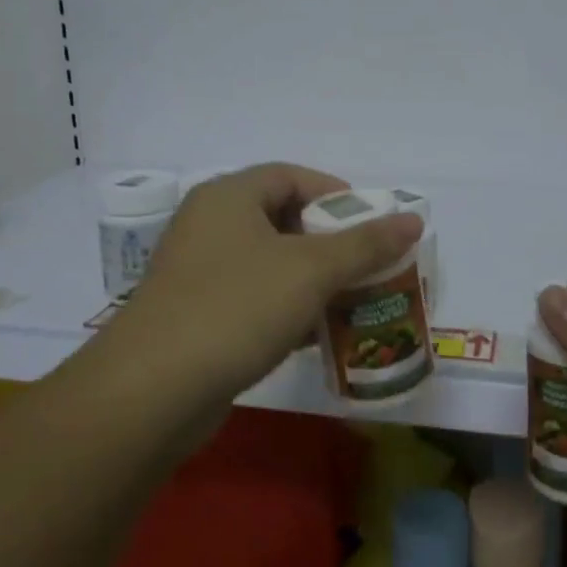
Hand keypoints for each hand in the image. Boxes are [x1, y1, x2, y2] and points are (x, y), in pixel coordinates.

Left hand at [96, 163, 422, 410]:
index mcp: (229, 197)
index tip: (372, 223)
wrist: (152, 391)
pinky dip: (287, 308)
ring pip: (269, 263)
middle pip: (281, 218)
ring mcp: (198, 272)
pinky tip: (317, 334)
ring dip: (312, 279)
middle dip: (329, 241)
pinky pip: (253, 298)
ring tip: (353, 299)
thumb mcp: (311, 270)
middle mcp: (209, 225)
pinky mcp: (196, 316)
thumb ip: (365, 244)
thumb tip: (413, 219)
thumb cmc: (237, 307)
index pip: (291, 176)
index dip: (335, 194)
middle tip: (368, 263)